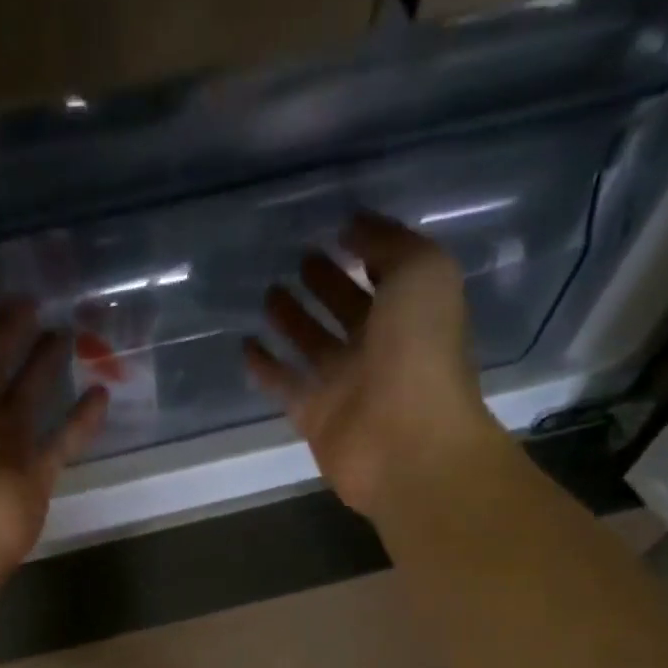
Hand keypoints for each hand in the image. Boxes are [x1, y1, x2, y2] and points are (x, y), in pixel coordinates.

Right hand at [245, 214, 506, 518]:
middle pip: (347, 309)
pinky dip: (266, 367)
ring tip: (267, 292)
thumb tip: (353, 225)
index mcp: (412, 312)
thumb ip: (389, 243)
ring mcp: (345, 385)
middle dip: (326, 284)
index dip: (365, 251)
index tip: (335, 229)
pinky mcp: (314, 417)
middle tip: (297, 259)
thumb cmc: (420, 352)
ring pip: (313, 345)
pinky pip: (285, 385)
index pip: (386, 275)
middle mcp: (379, 348)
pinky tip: (245, 345)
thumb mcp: (421, 272)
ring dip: (293, 320)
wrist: (405, 442)